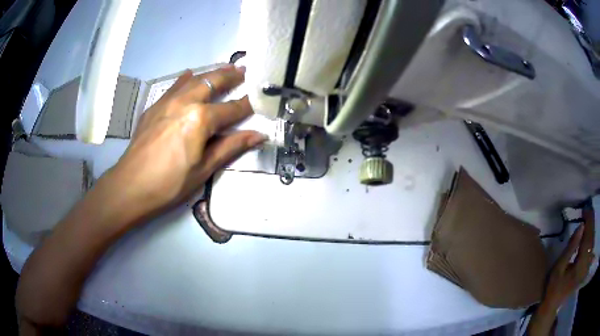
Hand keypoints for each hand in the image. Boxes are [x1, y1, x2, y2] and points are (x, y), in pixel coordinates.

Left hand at [110, 65, 265, 217]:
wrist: (131, 186)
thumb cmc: (170, 183)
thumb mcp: (204, 169)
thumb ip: (231, 147)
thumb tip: (258, 135)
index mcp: (200, 119)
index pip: (231, 109)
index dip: (247, 104)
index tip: (260, 97)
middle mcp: (185, 102)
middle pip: (212, 83)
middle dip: (230, 76)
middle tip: (244, 70)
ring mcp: (167, 101)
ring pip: (193, 80)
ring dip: (211, 74)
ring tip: (224, 68)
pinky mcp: (154, 107)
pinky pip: (173, 87)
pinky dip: (185, 79)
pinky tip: (189, 75)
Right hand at [544, 208, 594, 308]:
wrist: (552, 305)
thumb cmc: (553, 287)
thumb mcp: (558, 267)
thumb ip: (570, 247)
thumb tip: (581, 225)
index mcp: (580, 265)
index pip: (588, 238)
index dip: (588, 222)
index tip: (585, 210)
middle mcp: (585, 265)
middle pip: (591, 239)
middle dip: (591, 223)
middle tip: (587, 210)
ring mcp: (586, 267)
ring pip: (592, 242)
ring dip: (591, 229)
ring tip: (588, 218)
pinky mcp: (585, 268)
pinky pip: (591, 249)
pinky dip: (591, 237)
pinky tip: (589, 233)